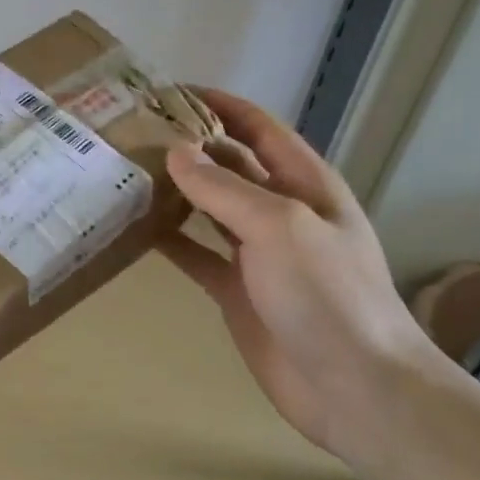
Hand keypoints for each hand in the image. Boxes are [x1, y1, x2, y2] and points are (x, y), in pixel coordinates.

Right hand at [158, 89, 448, 461]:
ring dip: (173, 190)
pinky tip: (132, 229)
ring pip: (207, 208)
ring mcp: (257, 253)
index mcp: (304, 184)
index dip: (219, 105)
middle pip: (229, 165)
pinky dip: (167, 239)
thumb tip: (176, 152)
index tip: (169, 92)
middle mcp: (280, 211)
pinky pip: (195, 253)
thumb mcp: (278, 227)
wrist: (356, 388)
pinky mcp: (236, 289)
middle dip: (188, 146)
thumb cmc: (327, 295)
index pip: (258, 127)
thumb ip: (224, 188)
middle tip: (131, 133)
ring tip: (124, 172)